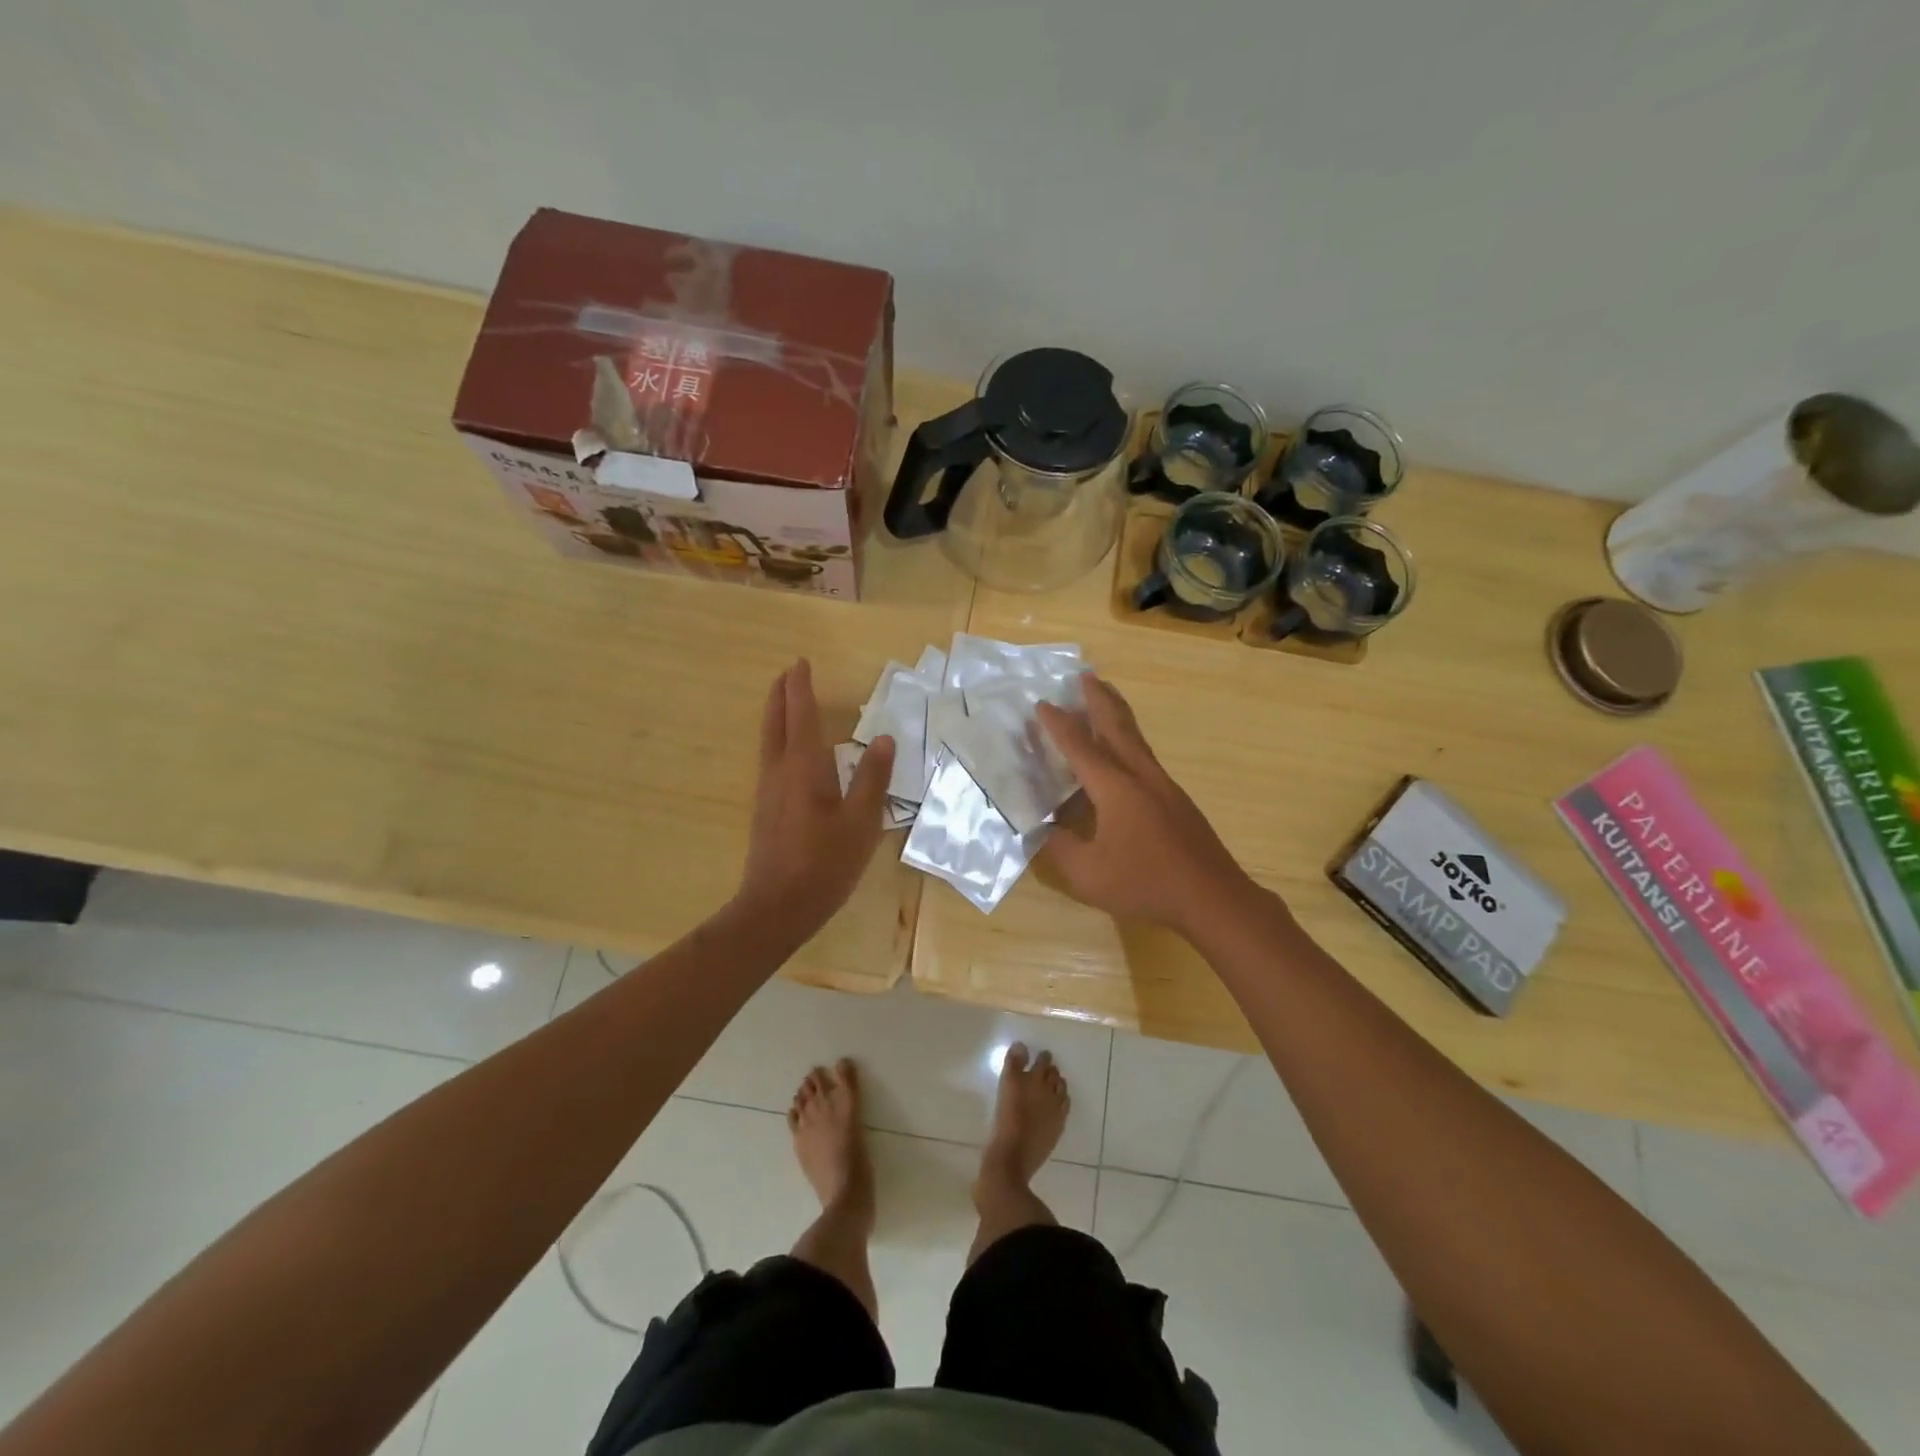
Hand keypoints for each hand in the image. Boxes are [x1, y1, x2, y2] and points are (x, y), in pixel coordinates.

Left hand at [735, 660, 895, 944]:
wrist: (777, 907)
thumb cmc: (825, 863)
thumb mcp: (861, 822)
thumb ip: (872, 778)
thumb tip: (884, 739)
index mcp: (803, 767)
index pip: (801, 714)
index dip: (801, 687)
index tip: (801, 663)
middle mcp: (779, 771)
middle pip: (775, 721)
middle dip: (780, 694)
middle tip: (788, 673)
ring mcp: (767, 790)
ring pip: (768, 739)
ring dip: (776, 714)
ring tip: (786, 701)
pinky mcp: (765, 808)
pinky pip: (769, 758)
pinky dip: (777, 738)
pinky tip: (789, 751)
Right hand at [1036, 675, 1256, 934]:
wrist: (1212, 897)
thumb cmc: (1146, 882)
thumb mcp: (1088, 874)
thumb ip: (1059, 848)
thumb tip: (1042, 830)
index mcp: (1115, 788)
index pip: (1080, 747)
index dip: (1058, 725)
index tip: (1042, 703)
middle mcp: (1140, 776)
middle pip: (1117, 726)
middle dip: (1099, 699)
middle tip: (1085, 676)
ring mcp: (1163, 786)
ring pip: (1136, 738)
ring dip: (1117, 714)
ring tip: (1105, 699)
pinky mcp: (1177, 800)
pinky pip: (1144, 756)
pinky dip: (1128, 740)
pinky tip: (1124, 754)